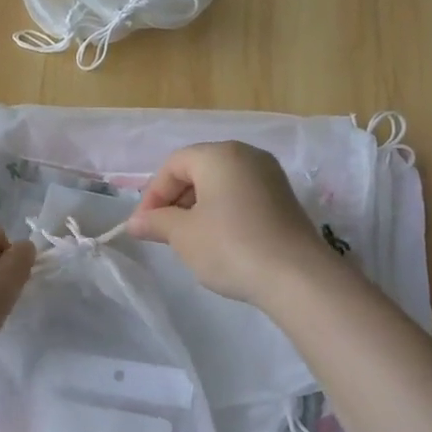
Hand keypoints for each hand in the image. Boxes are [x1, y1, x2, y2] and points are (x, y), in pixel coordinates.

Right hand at [127, 141, 330, 304]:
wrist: (297, 277)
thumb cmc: (230, 247)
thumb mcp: (184, 235)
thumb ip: (156, 222)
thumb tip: (135, 222)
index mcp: (220, 155)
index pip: (173, 165)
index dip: (153, 194)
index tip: (143, 226)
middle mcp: (247, 156)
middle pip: (198, 170)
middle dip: (175, 200)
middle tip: (162, 232)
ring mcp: (270, 176)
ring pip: (221, 184)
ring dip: (197, 207)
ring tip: (188, 240)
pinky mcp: (284, 199)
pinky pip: (241, 196)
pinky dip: (222, 212)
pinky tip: (219, 241)